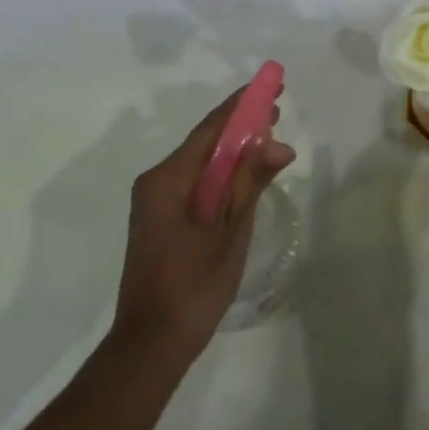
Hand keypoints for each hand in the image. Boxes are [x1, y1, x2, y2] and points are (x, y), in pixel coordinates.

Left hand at [111, 85, 296, 365]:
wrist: (150, 343)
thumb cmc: (192, 286)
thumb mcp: (229, 231)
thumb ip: (250, 183)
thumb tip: (278, 143)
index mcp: (168, 178)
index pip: (211, 128)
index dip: (243, 105)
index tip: (271, 86)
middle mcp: (157, 181)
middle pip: (204, 142)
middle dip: (240, 125)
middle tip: (278, 110)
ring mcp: (155, 201)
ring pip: (201, 163)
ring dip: (234, 150)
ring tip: (268, 138)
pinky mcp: (161, 219)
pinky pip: (195, 182)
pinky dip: (222, 173)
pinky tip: (244, 175)